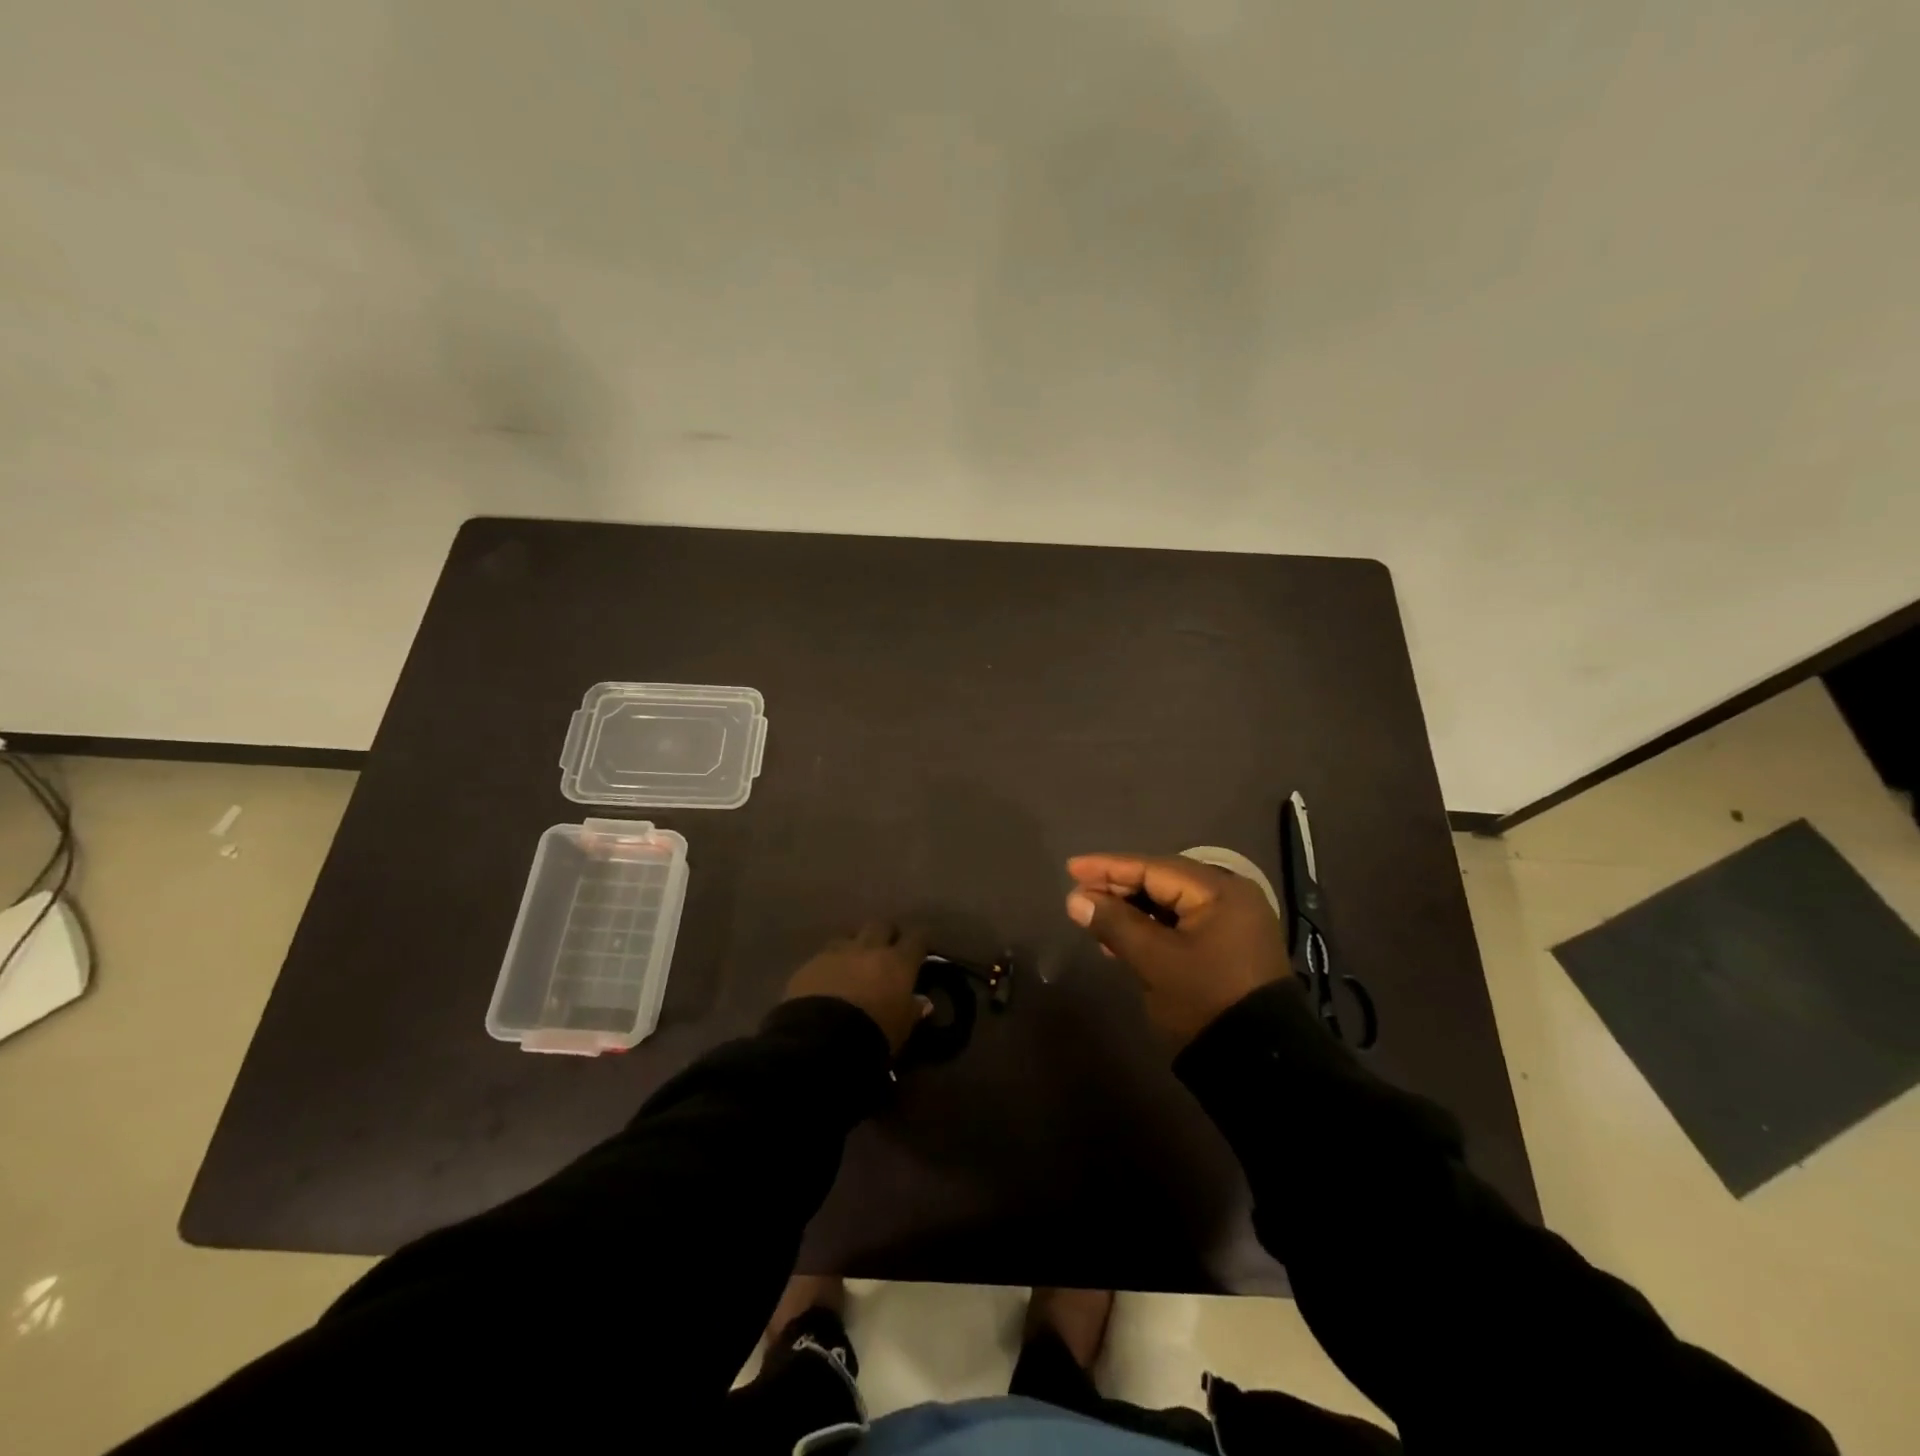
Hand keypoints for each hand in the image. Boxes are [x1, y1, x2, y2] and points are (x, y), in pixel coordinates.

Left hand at [784, 922, 930, 1053]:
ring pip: (850, 935)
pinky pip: (825, 954)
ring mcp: (838, 952)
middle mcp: (869, 948)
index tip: (920, 949)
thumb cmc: (874, 1033)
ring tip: (855, 962)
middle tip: (887, 950)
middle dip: (886, 934)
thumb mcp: (902, 1028)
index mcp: (898, 962)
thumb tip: (923, 1001)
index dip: (920, 941)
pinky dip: (830, 962)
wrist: (821, 1037)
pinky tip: (828, 977)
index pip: (917, 937)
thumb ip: (913, 1010)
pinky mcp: (810, 963)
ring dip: (855, 945)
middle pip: (882, 925)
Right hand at [1064, 853, 1289, 1048]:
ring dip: (1131, 910)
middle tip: (1079, 895)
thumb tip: (1076, 900)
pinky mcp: (1228, 947)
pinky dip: (1151, 927)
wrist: (1260, 1063)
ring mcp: (1232, 923)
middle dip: (1118, 888)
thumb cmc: (1205, 1000)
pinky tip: (1122, 939)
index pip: (1153, 868)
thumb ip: (1114, 923)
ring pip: (1170, 904)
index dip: (1108, 868)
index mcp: (1219, 891)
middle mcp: (1230, 897)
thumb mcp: (1155, 960)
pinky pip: (1181, 924)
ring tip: (1094, 918)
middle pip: (1163, 881)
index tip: (1072, 869)